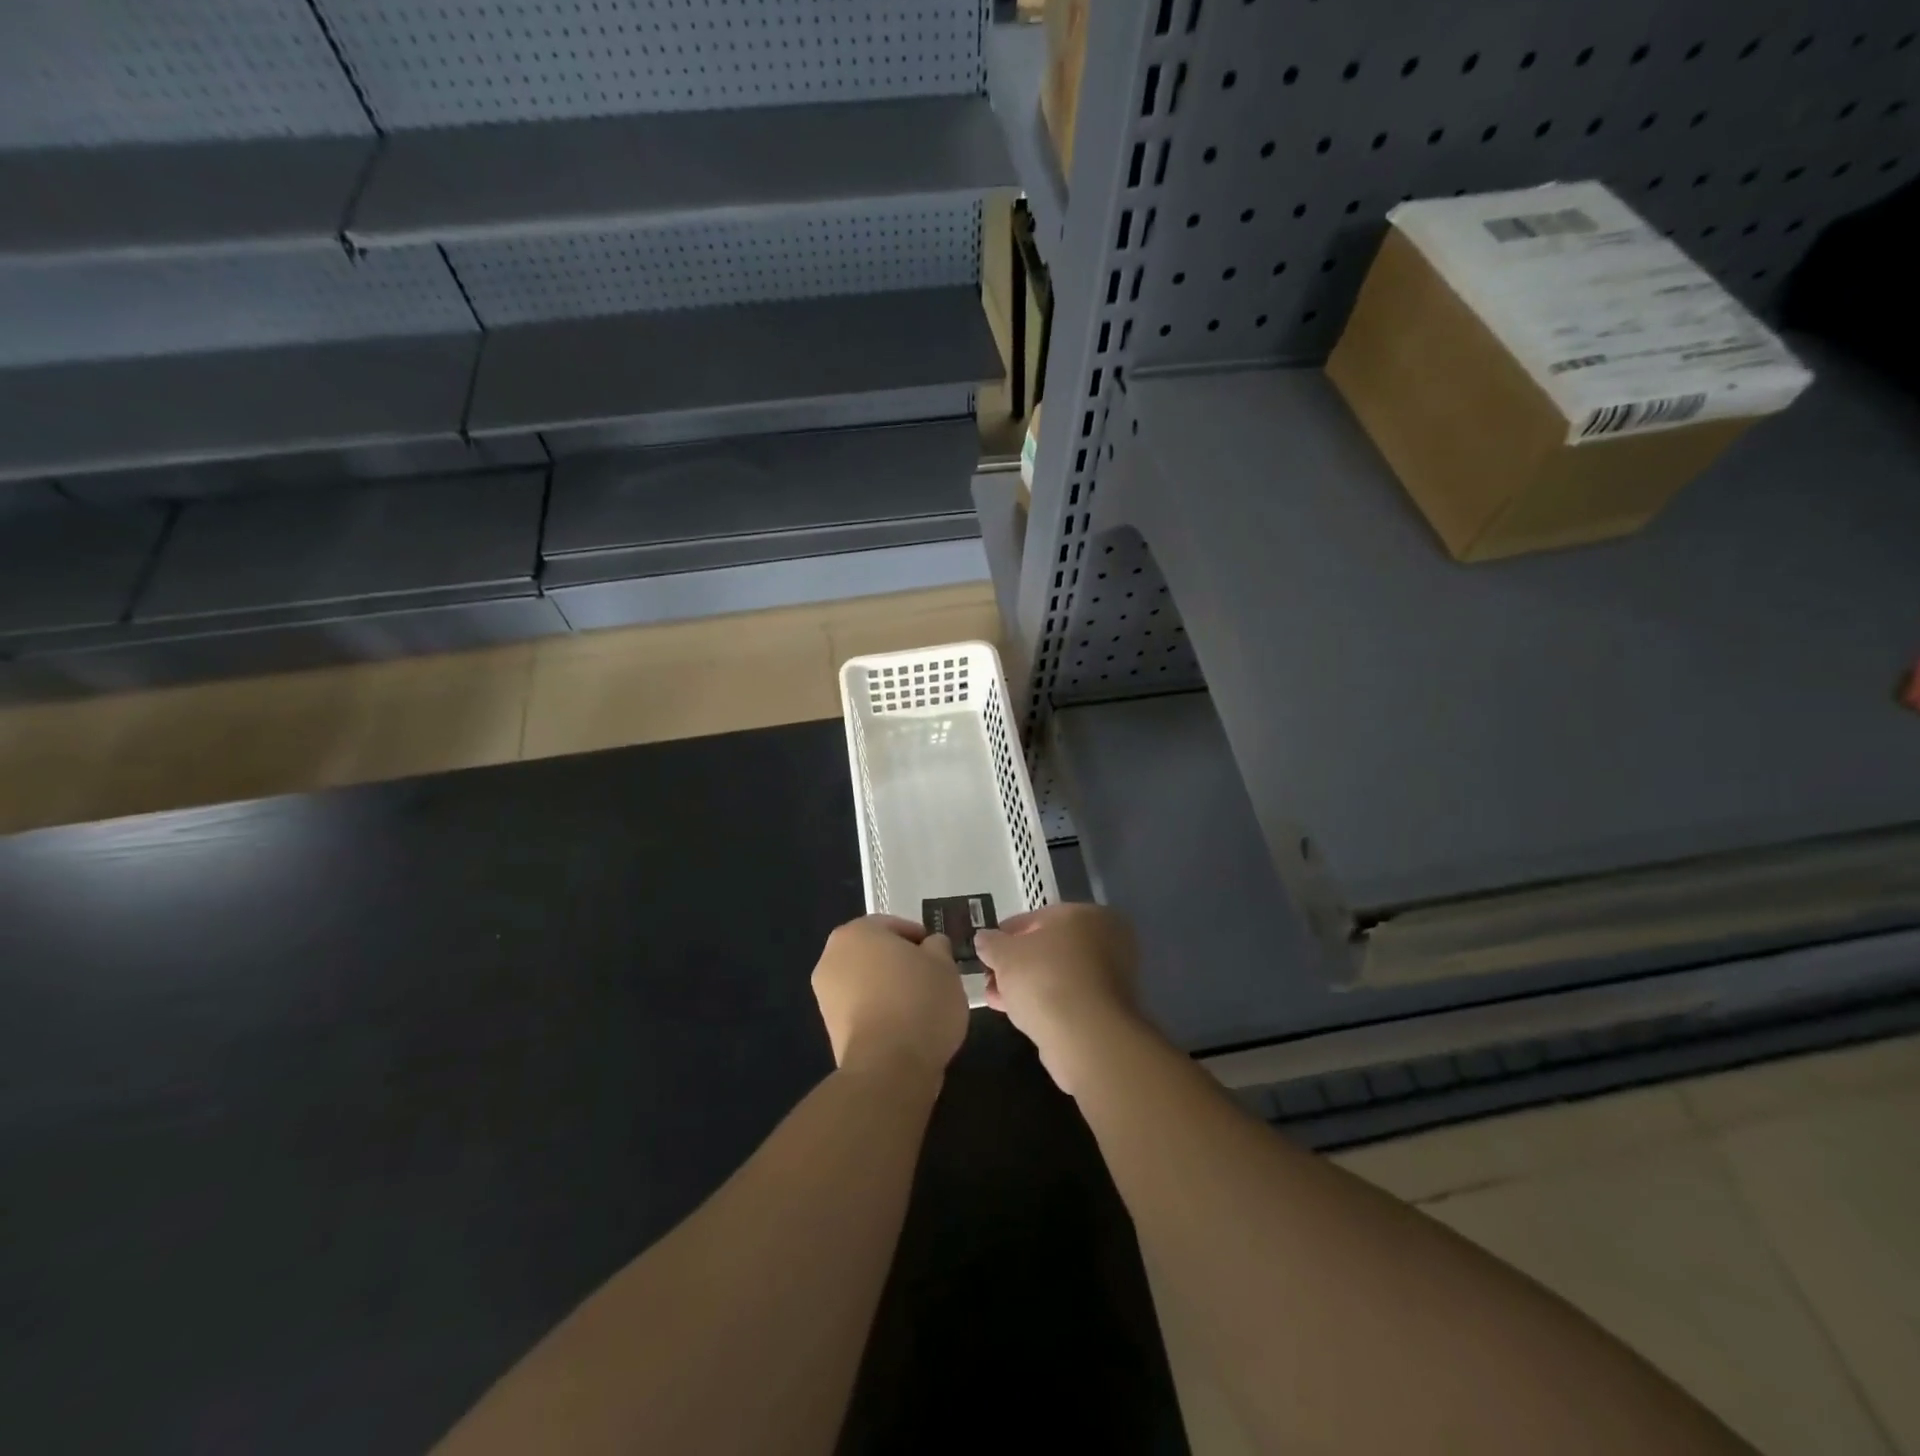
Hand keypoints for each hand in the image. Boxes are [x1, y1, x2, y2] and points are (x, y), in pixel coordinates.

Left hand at [812, 915, 968, 1078]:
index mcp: (856, 932)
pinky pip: (862, 1009)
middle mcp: (832, 958)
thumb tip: (931, 946)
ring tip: (921, 1006)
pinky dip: (880, 1012)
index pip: (893, 925)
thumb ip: (937, 946)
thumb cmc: (919, 1001)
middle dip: (901, 963)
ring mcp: (826, 995)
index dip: (920, 939)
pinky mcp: (830, 1029)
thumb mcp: (944, 964)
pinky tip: (905, 1027)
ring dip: (889, 988)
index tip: (939, 957)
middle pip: (875, 953)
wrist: (889, 1067)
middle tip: (931, 978)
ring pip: (867, 981)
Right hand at [974, 904, 1143, 1092]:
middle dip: (1016, 963)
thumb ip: (991, 943)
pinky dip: (1046, 1002)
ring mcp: (1113, 977)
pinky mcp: (1110, 1009)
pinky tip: (1019, 1014)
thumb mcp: (1005, 954)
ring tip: (996, 999)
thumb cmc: (1045, 979)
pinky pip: (1069, 998)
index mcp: (1087, 914)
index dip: (1006, 934)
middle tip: (990, 977)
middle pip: (1049, 948)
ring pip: (1058, 974)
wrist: (1086, 1037)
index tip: (986, 951)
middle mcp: (1107, 940)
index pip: (1038, 918)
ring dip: (1027, 984)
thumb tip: (984, 939)